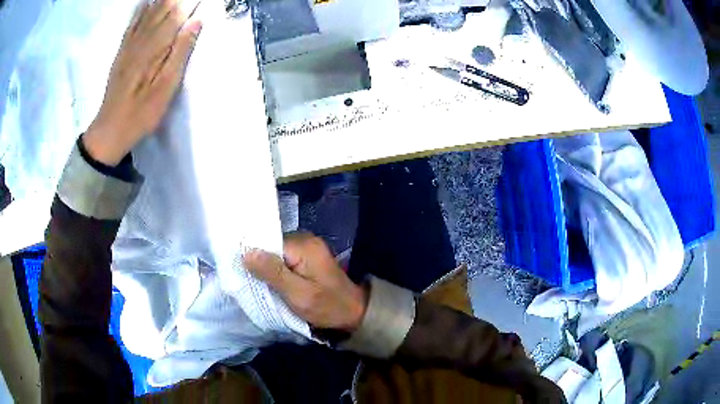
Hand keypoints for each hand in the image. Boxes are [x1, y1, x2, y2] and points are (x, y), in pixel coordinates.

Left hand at [83, 0, 202, 165]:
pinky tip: (145, 3)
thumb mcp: (166, 88)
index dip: (189, 1)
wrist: (110, 130)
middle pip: (163, 8)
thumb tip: (196, 21)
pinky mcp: (121, 52)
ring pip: (148, 12)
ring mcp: (129, 44)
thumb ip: (181, 52)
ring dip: (161, 1)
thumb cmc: (141, 113)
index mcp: (156, 46)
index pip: (177, 12)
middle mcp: (142, 39)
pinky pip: (131, 24)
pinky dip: (140, 10)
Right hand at [243, 233, 367, 332]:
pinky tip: (271, 282)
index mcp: (303, 245)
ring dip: (267, 269)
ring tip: (258, 283)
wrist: (353, 312)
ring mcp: (307, 248)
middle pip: (271, 247)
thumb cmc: (327, 306)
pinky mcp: (308, 257)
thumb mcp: (298, 294)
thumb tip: (247, 252)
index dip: (253, 257)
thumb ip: (273, 273)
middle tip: (248, 281)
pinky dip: (277, 271)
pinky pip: (284, 259)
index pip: (267, 243)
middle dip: (259, 264)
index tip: (240, 272)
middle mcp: (305, 240)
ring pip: (276, 254)